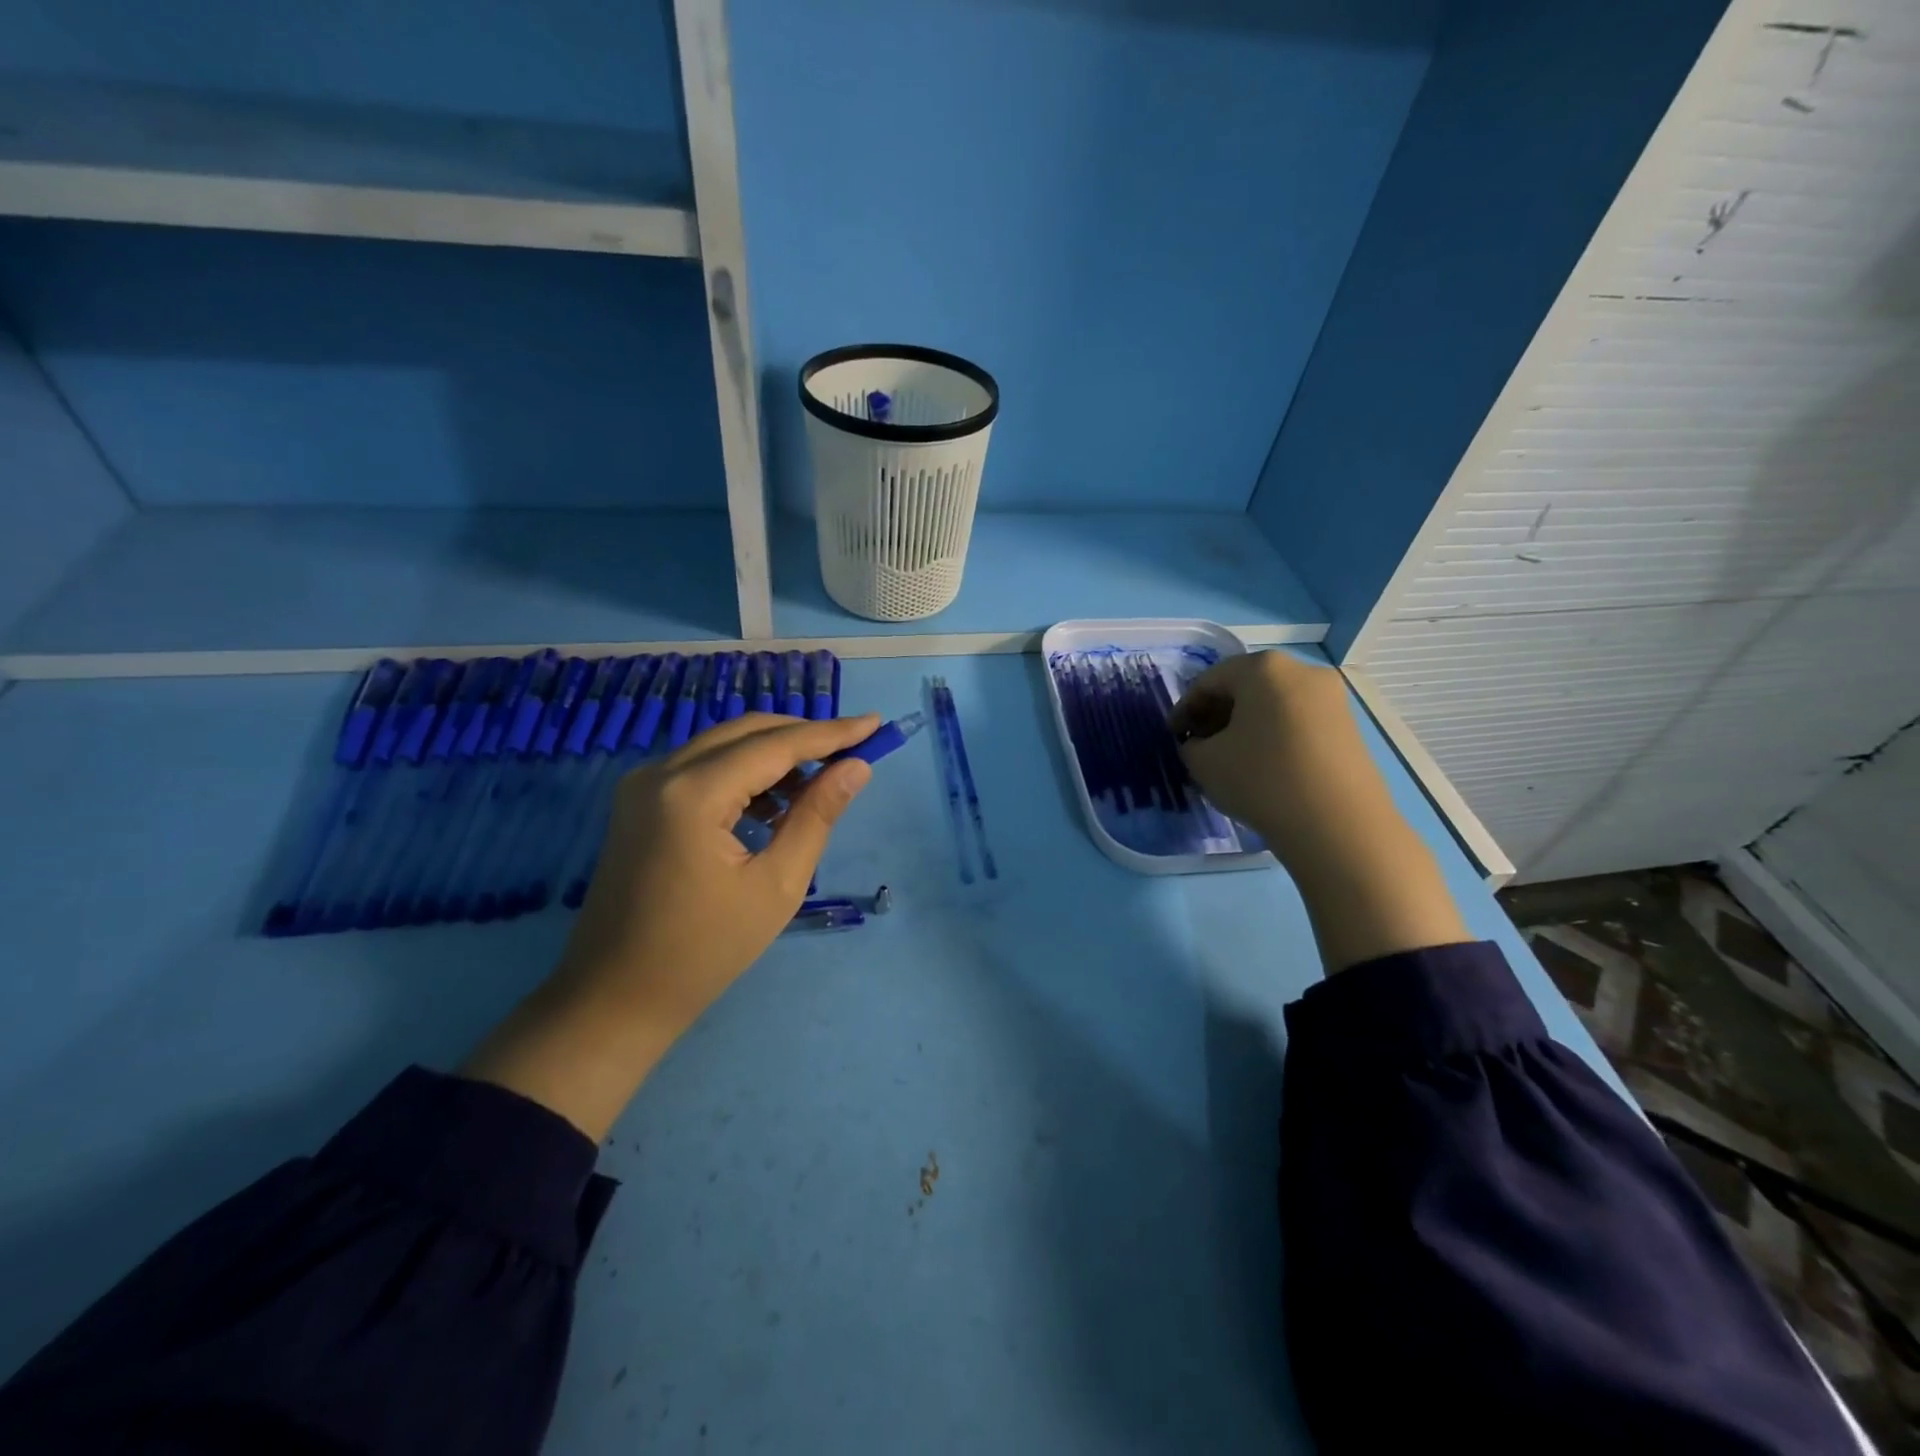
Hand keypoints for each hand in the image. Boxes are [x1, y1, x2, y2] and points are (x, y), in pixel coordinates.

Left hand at [562, 711, 879, 1026]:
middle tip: (854, 748)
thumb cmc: (705, 951)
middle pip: (747, 732)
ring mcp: (643, 784)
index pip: (776, 745)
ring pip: (724, 744)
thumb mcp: (777, 886)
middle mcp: (661, 772)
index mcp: (693, 793)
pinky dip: (744, 771)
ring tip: (822, 778)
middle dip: (804, 736)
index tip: (875, 723)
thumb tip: (856, 767)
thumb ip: (817, 816)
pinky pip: (703, 766)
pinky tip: (777, 798)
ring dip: (775, 753)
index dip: (831, 733)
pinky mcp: (639, 800)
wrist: (616, 996)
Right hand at [1169, 650, 1392, 870]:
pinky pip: (1297, 721)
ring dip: (1245, 726)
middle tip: (1199, 746)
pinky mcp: (1348, 726)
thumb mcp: (1204, 763)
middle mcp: (1301, 671)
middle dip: (1217, 715)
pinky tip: (1262, 766)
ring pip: (1272, 704)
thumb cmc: (1261, 779)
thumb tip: (1201, 744)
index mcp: (1263, 668)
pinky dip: (1273, 735)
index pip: (1209, 681)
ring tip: (1229, 759)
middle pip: (1245, 687)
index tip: (1173, 737)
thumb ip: (1191, 745)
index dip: (1184, 709)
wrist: (1338, 824)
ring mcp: (1331, 698)